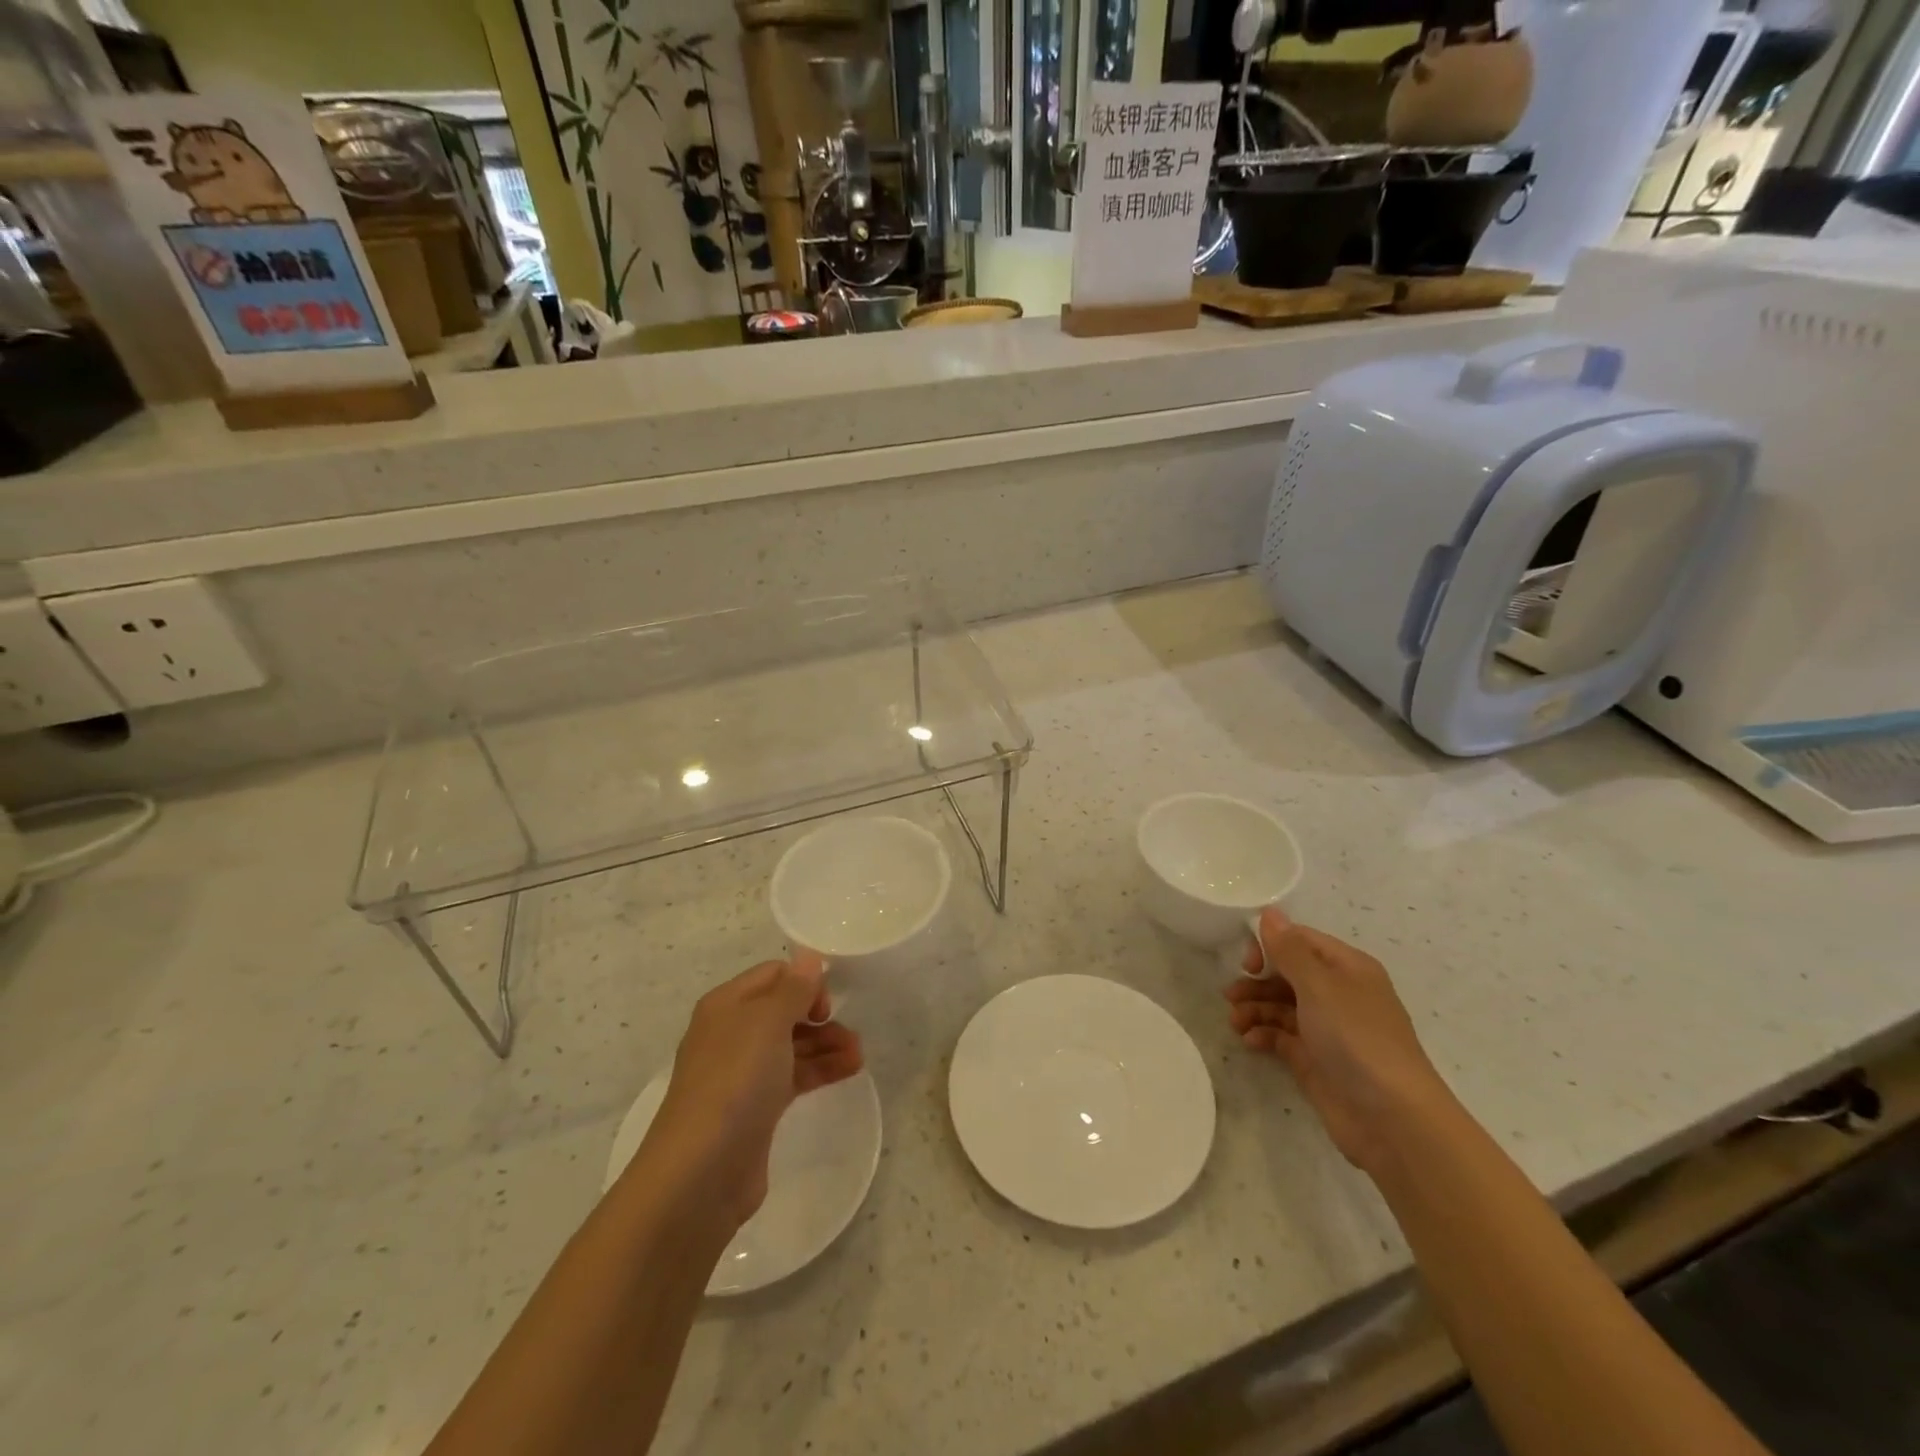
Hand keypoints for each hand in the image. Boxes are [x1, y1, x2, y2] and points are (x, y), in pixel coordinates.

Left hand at [642, 951, 863, 1227]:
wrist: (701, 1171)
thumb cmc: (736, 1080)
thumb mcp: (768, 1022)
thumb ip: (794, 988)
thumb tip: (809, 957)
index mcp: (727, 1005)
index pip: (773, 975)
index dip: (804, 982)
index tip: (828, 1005)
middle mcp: (731, 1033)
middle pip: (784, 1010)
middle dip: (820, 1017)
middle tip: (850, 1032)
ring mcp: (742, 1073)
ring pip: (792, 1044)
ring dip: (827, 1044)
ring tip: (859, 1057)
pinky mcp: (755, 1108)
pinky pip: (793, 1076)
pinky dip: (820, 1070)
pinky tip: (849, 1071)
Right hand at [1226, 907, 1449, 1173]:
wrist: (1392, 1119)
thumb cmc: (1356, 1038)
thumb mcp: (1319, 986)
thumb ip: (1289, 949)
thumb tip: (1270, 912)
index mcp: (1347, 968)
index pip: (1300, 941)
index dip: (1269, 946)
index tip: (1247, 964)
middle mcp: (1338, 994)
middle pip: (1287, 974)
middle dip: (1257, 981)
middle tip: (1231, 995)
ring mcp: (1327, 1029)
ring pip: (1281, 1006)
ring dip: (1255, 1008)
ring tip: (1235, 1022)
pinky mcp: (1316, 1060)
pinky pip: (1282, 1037)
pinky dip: (1263, 1034)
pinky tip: (1249, 1041)